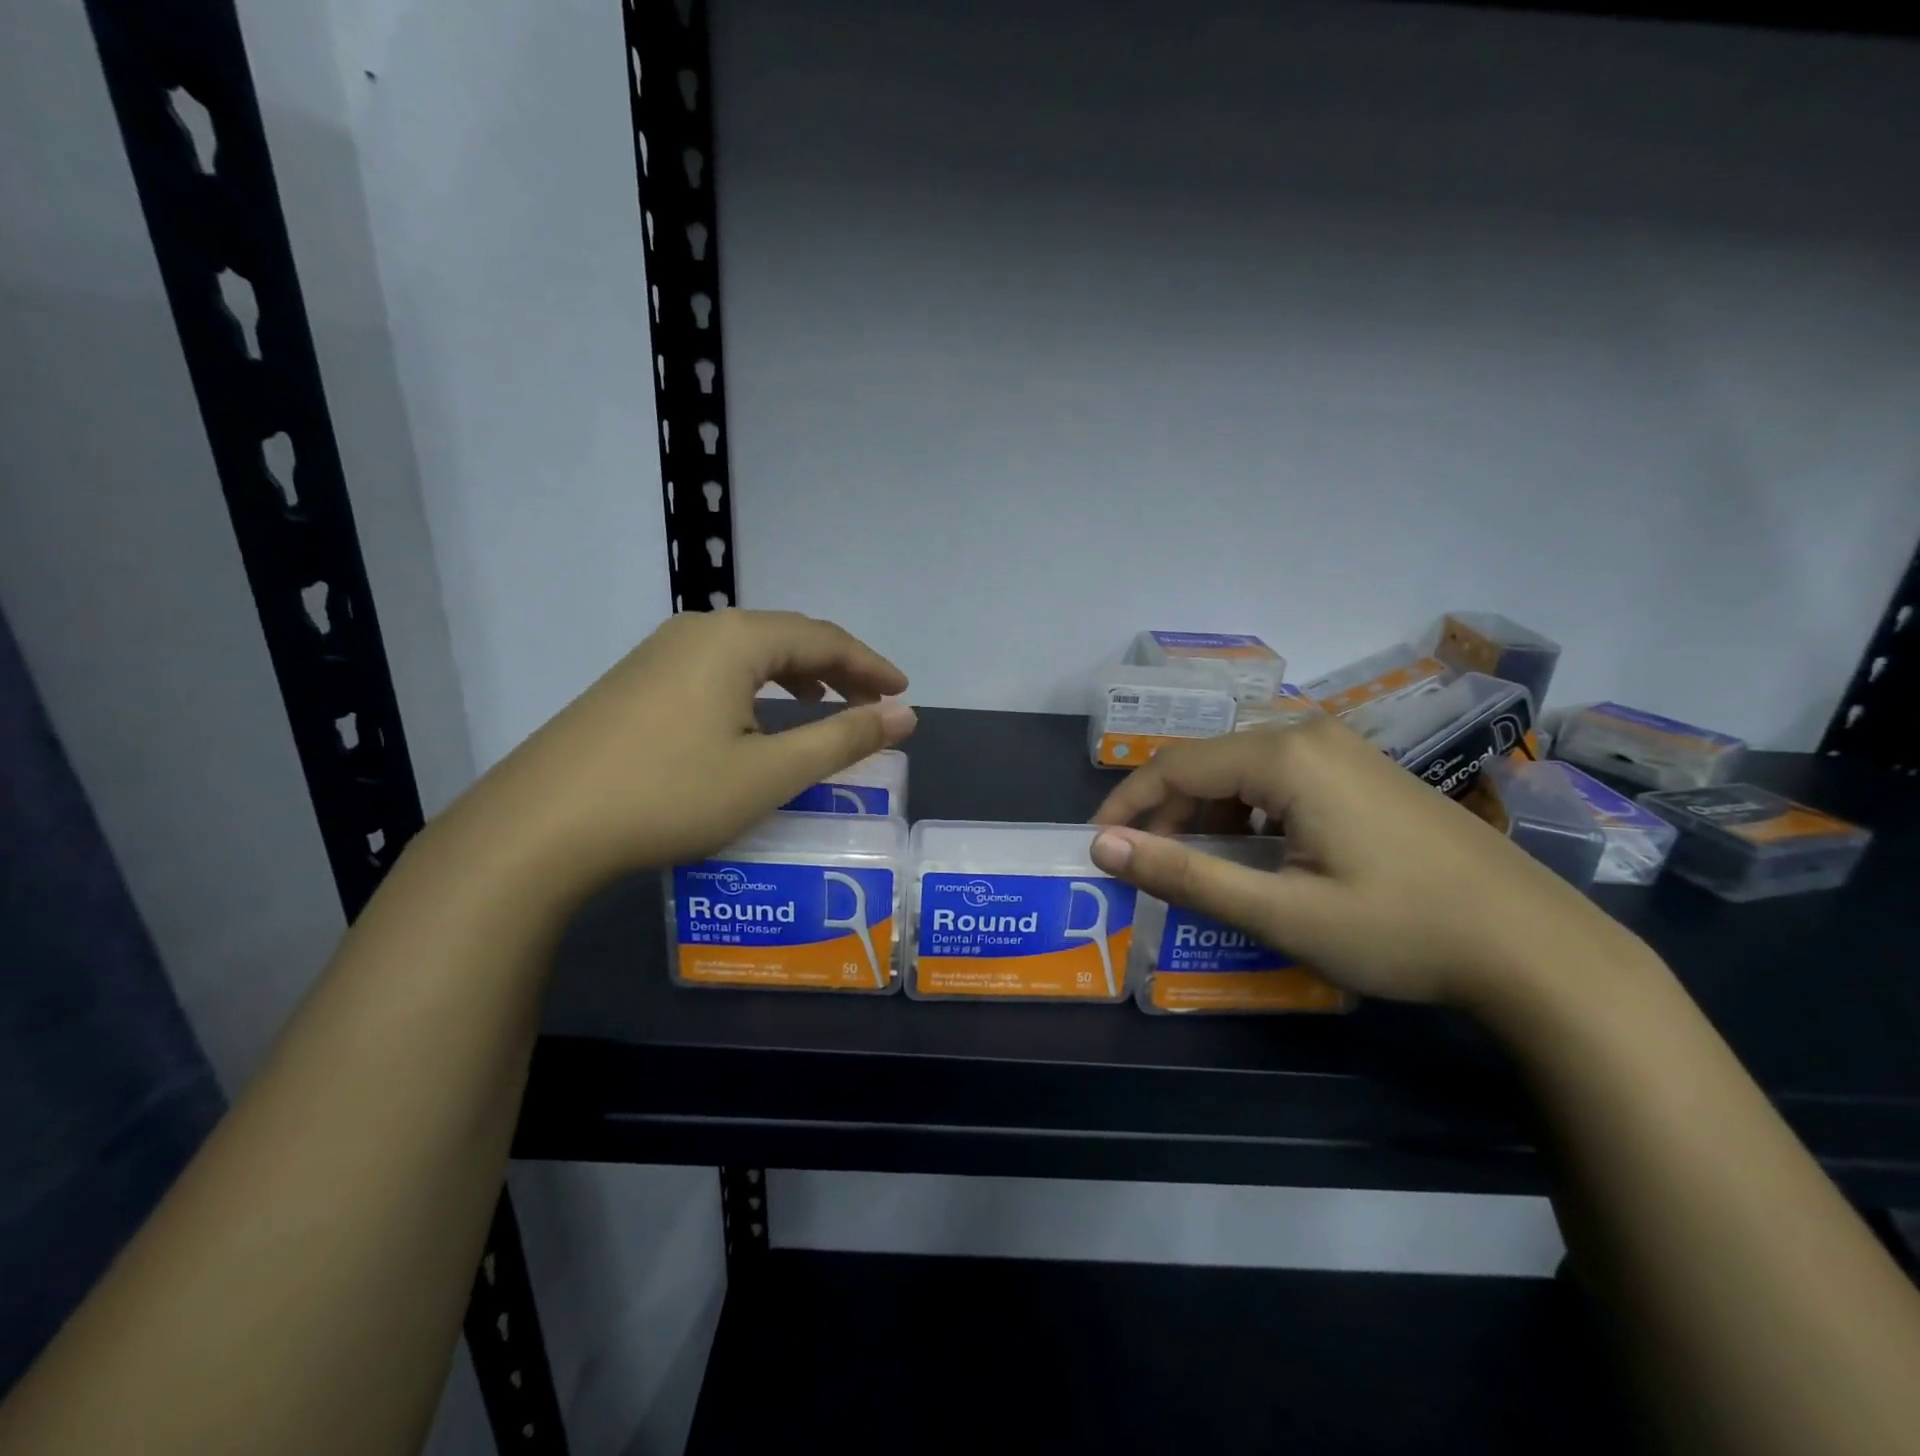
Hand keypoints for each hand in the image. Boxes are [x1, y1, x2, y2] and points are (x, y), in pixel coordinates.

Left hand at [442, 609, 914, 891]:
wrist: (540, 827)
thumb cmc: (670, 794)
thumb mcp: (770, 773)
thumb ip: (843, 739)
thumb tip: (905, 715)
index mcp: (735, 640)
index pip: (823, 639)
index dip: (870, 666)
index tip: (904, 694)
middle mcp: (696, 632)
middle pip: (786, 636)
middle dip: (838, 666)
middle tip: (874, 700)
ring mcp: (657, 655)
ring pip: (747, 652)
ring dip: (795, 673)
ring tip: (824, 700)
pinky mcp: (634, 684)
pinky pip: (715, 669)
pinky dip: (755, 686)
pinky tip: (754, 716)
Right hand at [1089, 716, 1637, 1008]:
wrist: (1537, 948)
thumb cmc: (1402, 931)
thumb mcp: (1281, 913)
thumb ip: (1185, 876)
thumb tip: (1104, 847)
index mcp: (1285, 756)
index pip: (1173, 766)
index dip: (1127, 806)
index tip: (1097, 849)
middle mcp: (1309, 735)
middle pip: (1207, 763)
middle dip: (1167, 814)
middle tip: (1150, 869)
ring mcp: (1343, 749)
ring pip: (1242, 771)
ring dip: (1208, 816)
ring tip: (1202, 870)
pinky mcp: (1364, 771)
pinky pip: (1280, 779)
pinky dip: (1248, 815)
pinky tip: (1261, 857)